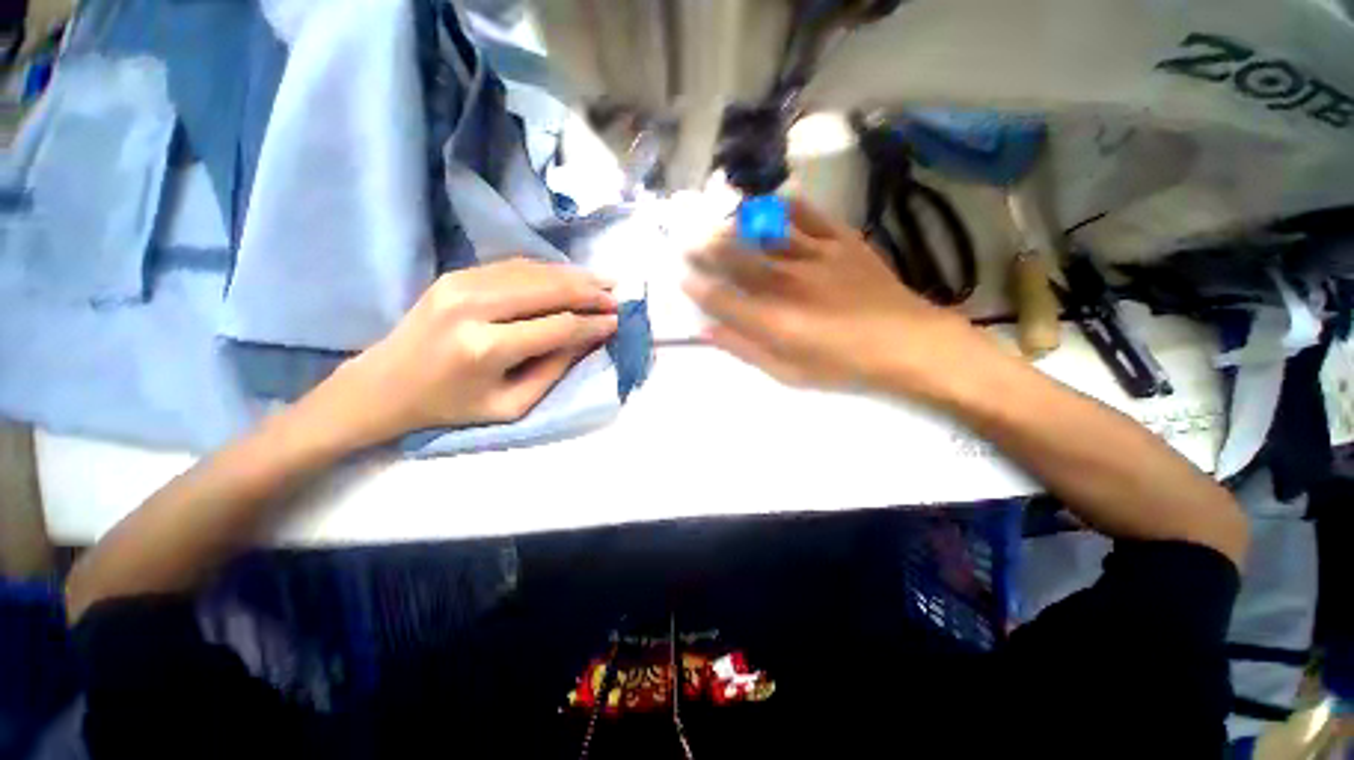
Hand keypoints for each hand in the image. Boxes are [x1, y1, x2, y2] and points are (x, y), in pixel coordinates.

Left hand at [307, 259, 618, 446]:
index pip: (558, 326)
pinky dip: (548, 270)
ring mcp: (460, 284)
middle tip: (617, 296)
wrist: (384, 384)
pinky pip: (514, 266)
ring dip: (574, 276)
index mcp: (485, 348)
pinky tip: (569, 276)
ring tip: (603, 282)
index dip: (593, 323)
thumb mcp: (511, 404)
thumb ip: (554, 369)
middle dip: (590, 292)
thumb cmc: (451, 406)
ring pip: (535, 272)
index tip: (617, 322)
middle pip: (549, 290)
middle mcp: (473, 307)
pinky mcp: (456, 274)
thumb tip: (589, 339)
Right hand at [684, 198, 991, 402]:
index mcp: (774, 319)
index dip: (697, 286)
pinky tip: (771, 202)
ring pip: (764, 232)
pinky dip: (785, 206)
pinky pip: (808, 215)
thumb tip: (709, 332)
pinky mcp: (842, 240)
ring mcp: (816, 256)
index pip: (721, 297)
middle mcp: (787, 282)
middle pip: (735, 258)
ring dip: (734, 225)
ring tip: (717, 218)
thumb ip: (746, 349)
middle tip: (685, 238)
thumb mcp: (789, 372)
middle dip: (705, 248)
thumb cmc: (844, 365)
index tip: (681, 277)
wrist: (907, 343)